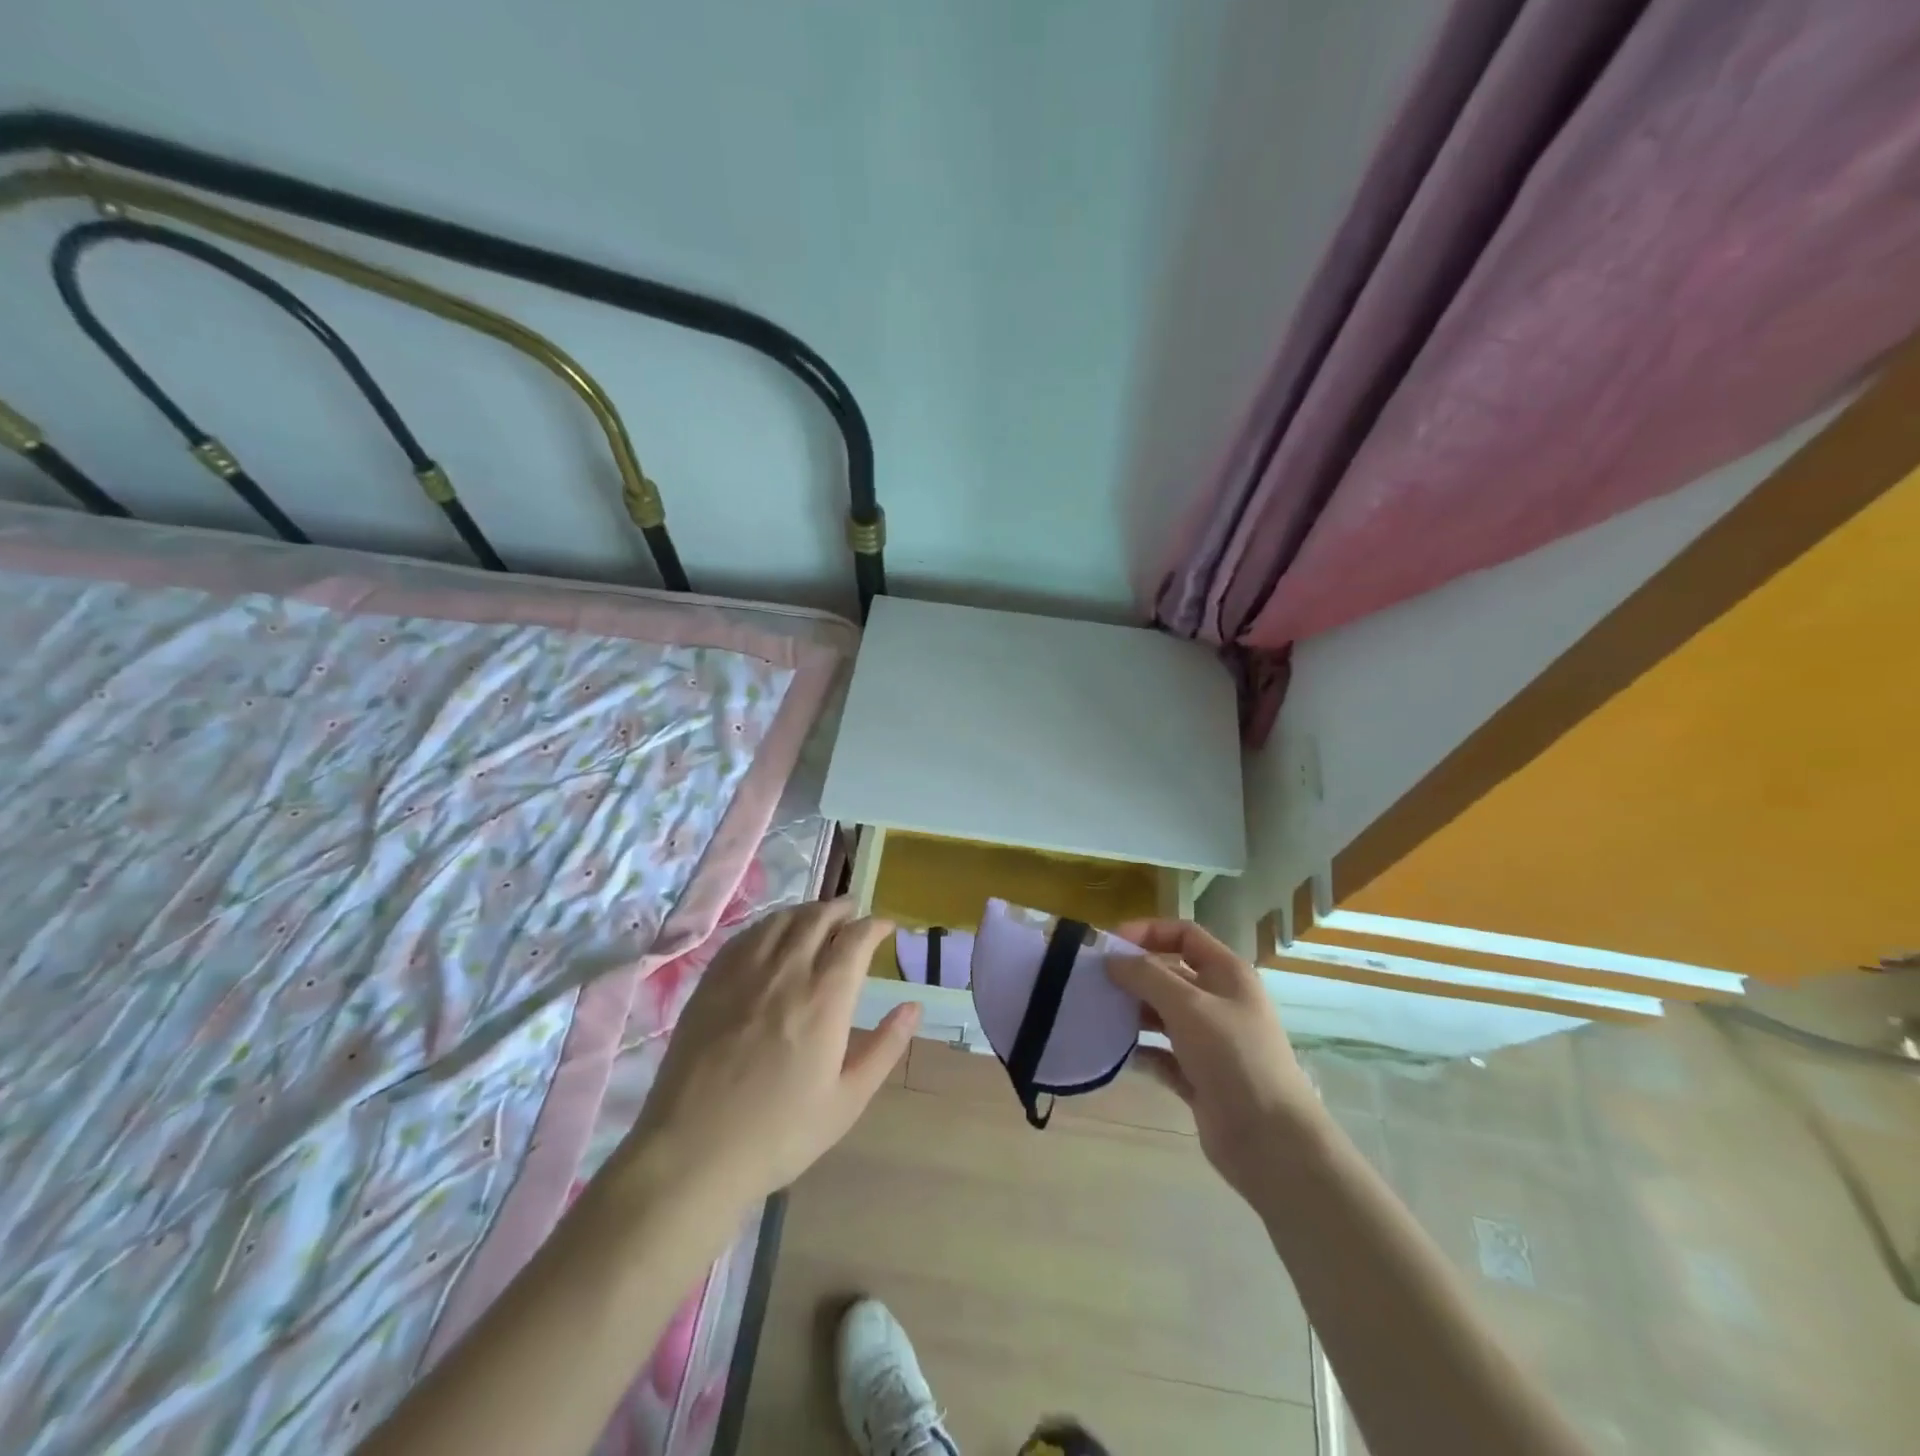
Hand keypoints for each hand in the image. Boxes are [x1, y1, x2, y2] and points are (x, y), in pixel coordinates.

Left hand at [614, 901, 918, 1211]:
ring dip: (807, 910)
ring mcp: (744, 973)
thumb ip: (884, 1047)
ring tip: (818, 915)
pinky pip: (746, 935)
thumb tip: (913, 1006)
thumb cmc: (779, 1133)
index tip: (886, 926)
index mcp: (825, 998)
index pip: (855, 939)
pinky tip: (772, 934)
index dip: (875, 925)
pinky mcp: (711, 982)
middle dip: (842, 908)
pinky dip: (769, 924)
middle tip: (854, 910)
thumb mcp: (847, 1100)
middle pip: (817, 918)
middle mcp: (786, 972)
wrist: (693, 1152)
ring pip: (781, 920)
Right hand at [1111, 919, 1322, 1205]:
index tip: (1110, 946)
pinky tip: (1116, 1053)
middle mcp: (1219, 1001)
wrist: (1270, 1141)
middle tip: (1094, 982)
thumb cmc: (1233, 1057)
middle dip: (1133, 975)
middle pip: (1169, 974)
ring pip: (1163, 1014)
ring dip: (1133, 1013)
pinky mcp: (1199, 1076)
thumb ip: (1146, 976)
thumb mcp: (1188, 1006)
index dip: (1147, 932)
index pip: (1184, 935)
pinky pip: (1161, 1054)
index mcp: (1227, 973)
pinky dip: (1141, 1052)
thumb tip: (1112, 960)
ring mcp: (1210, 1041)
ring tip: (1098, 1015)